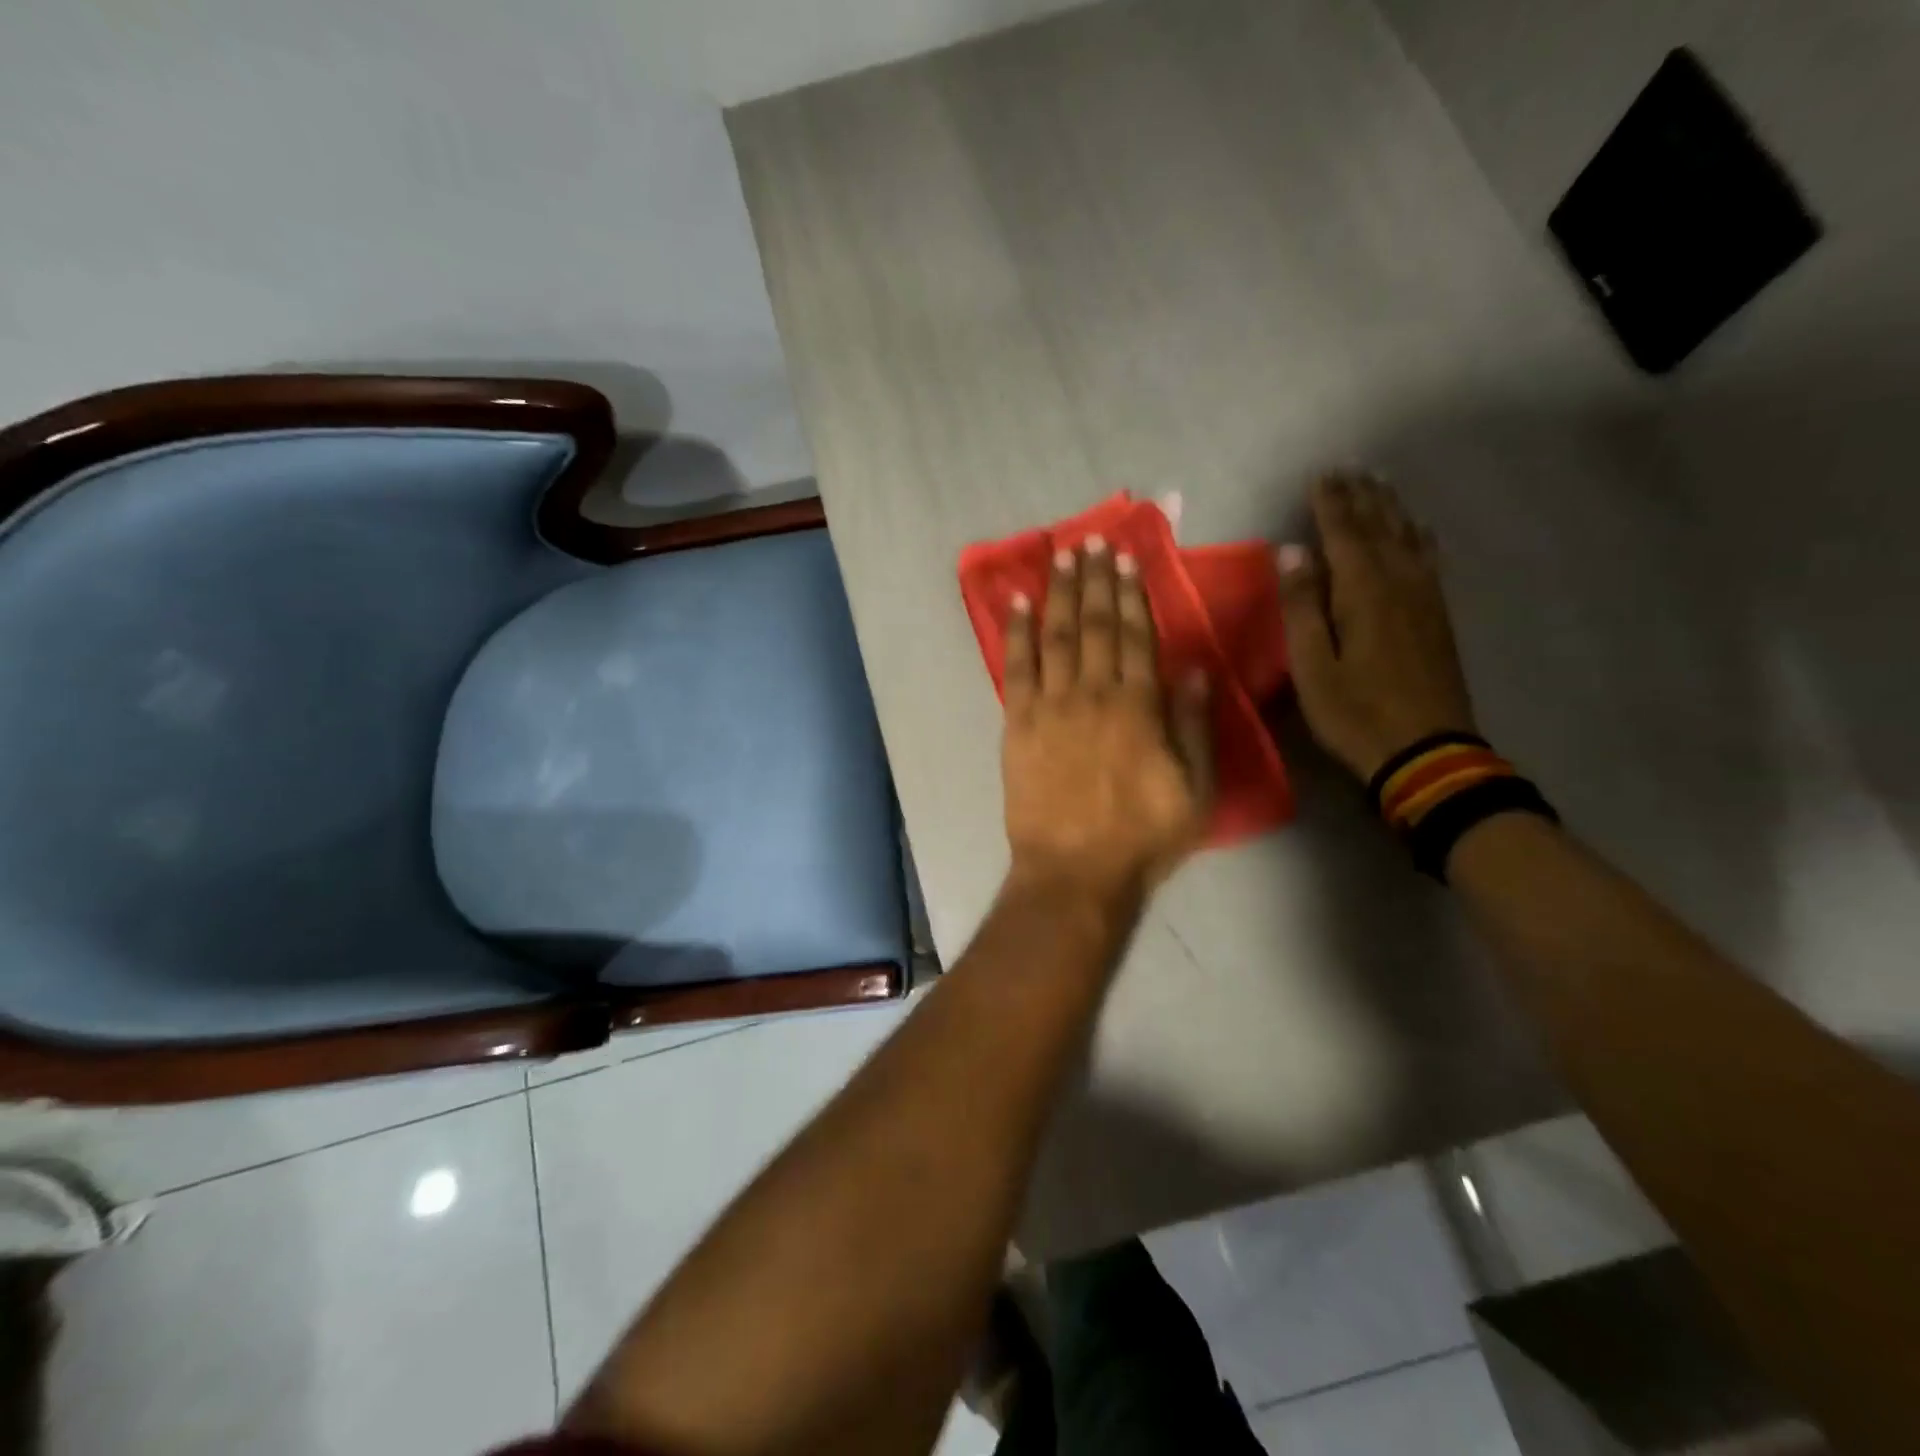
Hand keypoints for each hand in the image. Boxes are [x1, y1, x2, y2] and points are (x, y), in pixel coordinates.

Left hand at [1001, 537, 1213, 902]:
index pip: (1135, 635)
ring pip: (1056, 636)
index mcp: (1139, 706)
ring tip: (1061, 555)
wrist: (1074, 872)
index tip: (1127, 559)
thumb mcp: (1195, 789)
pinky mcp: (1017, 724)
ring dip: (1059, 592)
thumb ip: (1193, 725)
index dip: (1131, 594)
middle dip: (1096, 579)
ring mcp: (1050, 706)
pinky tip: (1017, 602)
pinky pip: (1015, 668)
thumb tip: (1192, 669)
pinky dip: (1016, 632)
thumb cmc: (1142, 837)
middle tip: (1094, 541)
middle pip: (1094, 625)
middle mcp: (1093, 694)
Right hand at [1276, 473, 1478, 781]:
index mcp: (1363, 592)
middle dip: (1362, 498)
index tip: (1320, 476)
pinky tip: (1419, 530)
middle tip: (1349, 470)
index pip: (1344, 534)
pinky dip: (1419, 537)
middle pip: (1380, 528)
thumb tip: (1293, 552)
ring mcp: (1425, 599)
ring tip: (1379, 485)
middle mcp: (1399, 583)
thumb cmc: (1355, 712)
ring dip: (1391, 510)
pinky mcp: (1438, 617)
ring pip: (1408, 539)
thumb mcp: (1312, 666)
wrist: (1426, 750)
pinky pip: (1429, 560)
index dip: (1330, 504)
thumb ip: (1302, 607)